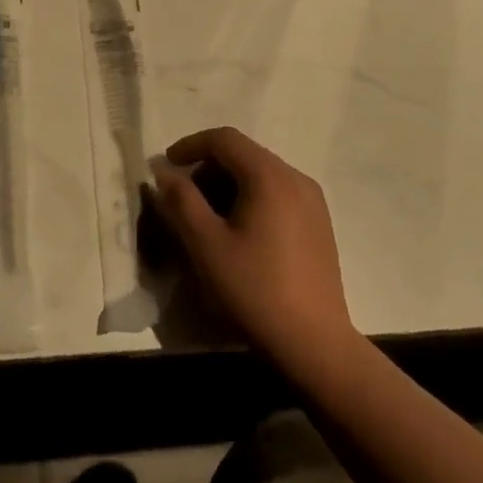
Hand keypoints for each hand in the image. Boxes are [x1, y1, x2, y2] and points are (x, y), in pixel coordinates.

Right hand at [150, 128, 355, 369]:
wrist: (315, 344)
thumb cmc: (255, 290)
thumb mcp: (206, 244)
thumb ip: (181, 200)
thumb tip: (163, 172)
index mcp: (269, 175)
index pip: (224, 139)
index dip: (190, 146)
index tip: (166, 167)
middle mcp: (295, 177)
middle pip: (244, 154)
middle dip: (208, 168)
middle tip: (183, 197)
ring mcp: (313, 201)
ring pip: (261, 174)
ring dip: (228, 184)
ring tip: (207, 218)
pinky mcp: (319, 224)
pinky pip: (278, 193)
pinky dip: (251, 198)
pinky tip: (240, 233)